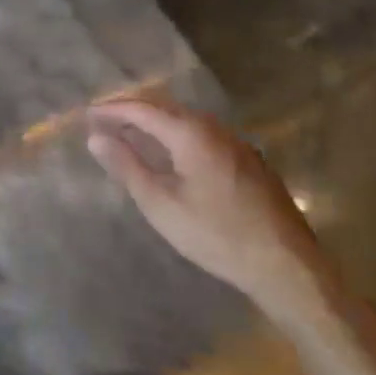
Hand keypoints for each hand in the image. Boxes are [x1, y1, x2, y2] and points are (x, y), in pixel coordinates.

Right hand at [87, 100, 323, 314]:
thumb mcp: (161, 205)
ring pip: (187, 120)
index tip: (88, 115)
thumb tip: (95, 138)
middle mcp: (214, 128)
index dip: (112, 110)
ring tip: (132, 136)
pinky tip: (173, 155)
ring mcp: (236, 143)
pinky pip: (204, 135)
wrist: (287, 266)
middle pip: (165, 108)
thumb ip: (127, 166)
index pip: (142, 109)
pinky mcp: (250, 161)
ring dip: (156, 123)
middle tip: (106, 122)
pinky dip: (178, 135)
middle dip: (133, 112)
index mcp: (191, 133)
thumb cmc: (216, 235)